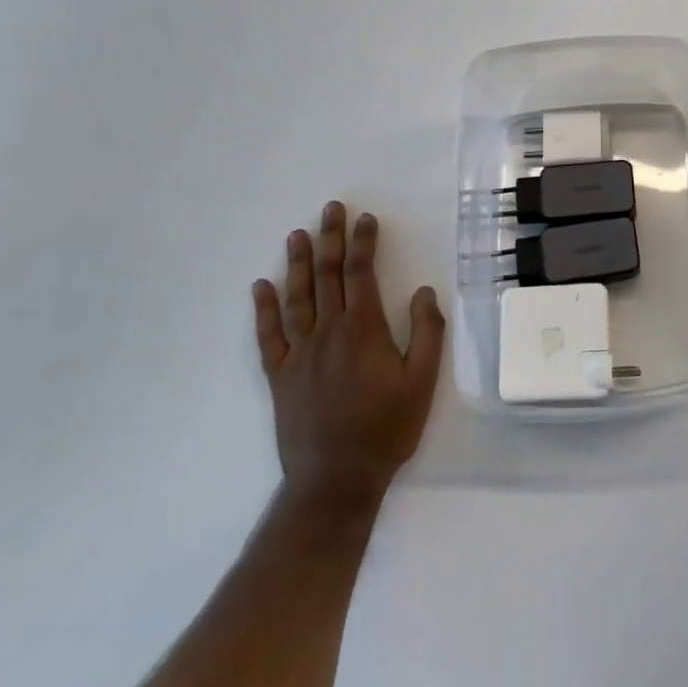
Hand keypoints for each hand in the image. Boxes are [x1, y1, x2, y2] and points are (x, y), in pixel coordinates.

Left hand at [251, 203, 443, 511]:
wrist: (337, 477)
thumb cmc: (387, 427)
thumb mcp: (423, 380)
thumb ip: (426, 332)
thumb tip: (423, 291)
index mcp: (364, 330)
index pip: (362, 274)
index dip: (364, 243)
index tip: (366, 218)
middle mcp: (328, 332)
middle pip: (328, 276)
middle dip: (331, 239)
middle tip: (330, 209)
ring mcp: (299, 353)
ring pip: (297, 298)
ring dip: (298, 264)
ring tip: (297, 235)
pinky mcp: (279, 375)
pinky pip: (268, 335)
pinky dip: (263, 309)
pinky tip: (261, 287)